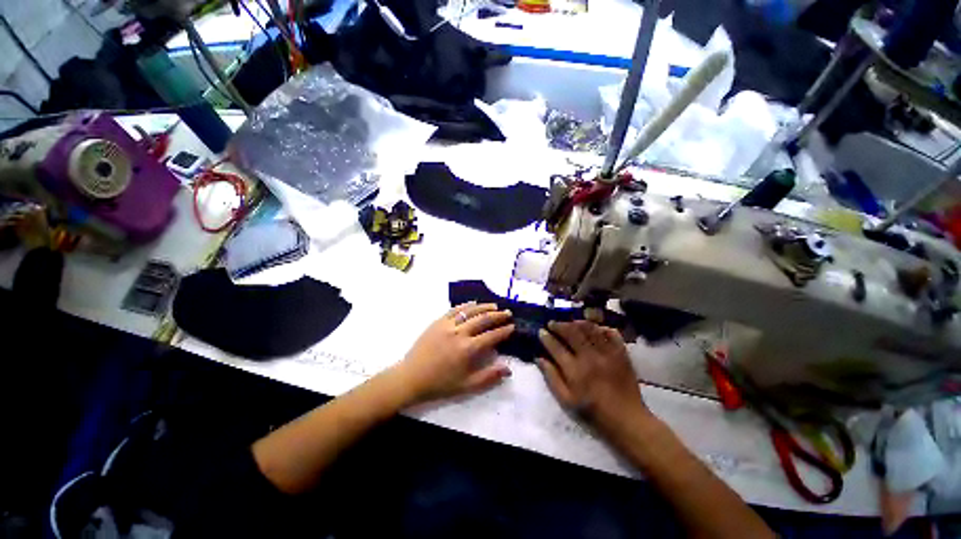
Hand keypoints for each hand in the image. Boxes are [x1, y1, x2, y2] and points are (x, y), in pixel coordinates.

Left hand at [395, 302, 513, 403]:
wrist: (411, 377)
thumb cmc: (440, 383)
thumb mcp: (467, 386)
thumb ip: (489, 377)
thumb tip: (508, 369)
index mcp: (468, 349)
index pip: (492, 335)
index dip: (504, 331)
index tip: (513, 326)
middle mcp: (459, 333)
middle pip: (483, 319)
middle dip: (498, 315)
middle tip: (508, 313)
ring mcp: (447, 325)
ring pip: (470, 311)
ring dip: (484, 307)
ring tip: (495, 306)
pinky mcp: (438, 322)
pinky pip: (454, 310)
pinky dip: (466, 305)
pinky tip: (473, 303)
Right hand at [537, 321, 649, 435]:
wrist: (627, 420)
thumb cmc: (593, 413)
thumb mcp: (566, 401)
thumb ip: (551, 378)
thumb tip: (539, 358)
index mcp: (575, 371)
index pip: (556, 347)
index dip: (546, 337)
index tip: (541, 332)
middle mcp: (590, 357)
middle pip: (572, 332)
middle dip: (559, 325)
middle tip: (552, 324)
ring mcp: (607, 353)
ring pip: (590, 329)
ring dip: (577, 323)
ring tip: (570, 323)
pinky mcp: (621, 354)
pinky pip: (611, 333)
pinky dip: (601, 328)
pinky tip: (594, 329)